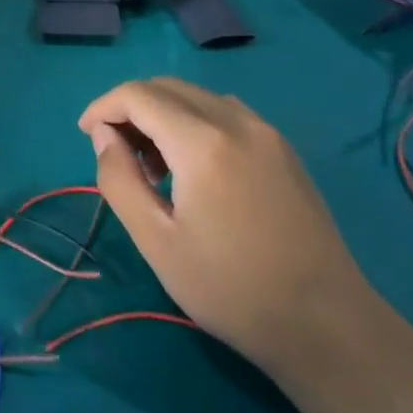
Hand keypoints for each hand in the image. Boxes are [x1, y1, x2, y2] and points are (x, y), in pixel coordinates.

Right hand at [78, 77, 376, 370]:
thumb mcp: (157, 242)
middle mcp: (236, 121)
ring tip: (152, 165)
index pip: (138, 95)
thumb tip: (104, 136)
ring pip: (196, 97)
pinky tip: (193, 167)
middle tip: (115, 152)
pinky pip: (225, 112)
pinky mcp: (283, 148)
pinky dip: (194, 122)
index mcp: (203, 143)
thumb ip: (119, 179)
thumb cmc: (232, 289)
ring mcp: (266, 132)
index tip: (86, 136)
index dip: (103, 107)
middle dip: (130, 108)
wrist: (327, 325)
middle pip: (167, 87)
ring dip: (162, 113)